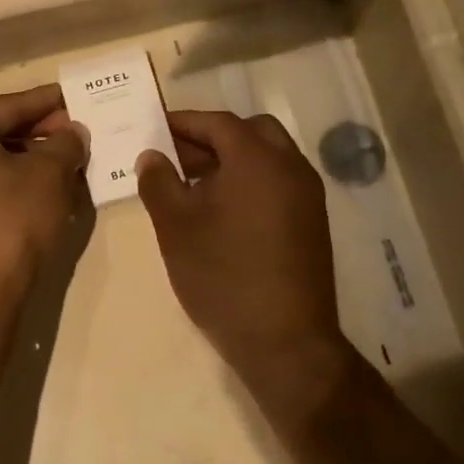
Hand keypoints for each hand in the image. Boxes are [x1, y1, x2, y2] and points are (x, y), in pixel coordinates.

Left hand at [0, 85, 88, 305]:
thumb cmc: (11, 223)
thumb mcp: (49, 175)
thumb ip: (65, 144)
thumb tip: (72, 133)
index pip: (8, 106)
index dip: (47, 102)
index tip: (76, 96)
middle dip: (40, 133)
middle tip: (79, 132)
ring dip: (31, 160)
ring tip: (70, 161)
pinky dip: (14, 183)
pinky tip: (47, 189)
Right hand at [137, 111, 356, 427]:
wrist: (284, 341)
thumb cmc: (222, 275)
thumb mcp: (175, 226)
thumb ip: (158, 182)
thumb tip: (152, 156)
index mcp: (257, 158)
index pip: (217, 122)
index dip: (182, 122)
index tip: (154, 129)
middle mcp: (290, 166)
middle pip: (249, 132)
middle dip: (211, 138)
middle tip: (176, 158)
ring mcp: (307, 195)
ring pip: (267, 156)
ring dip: (231, 159)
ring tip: (193, 187)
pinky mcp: (312, 221)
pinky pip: (278, 182)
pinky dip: (250, 181)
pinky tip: (221, 211)